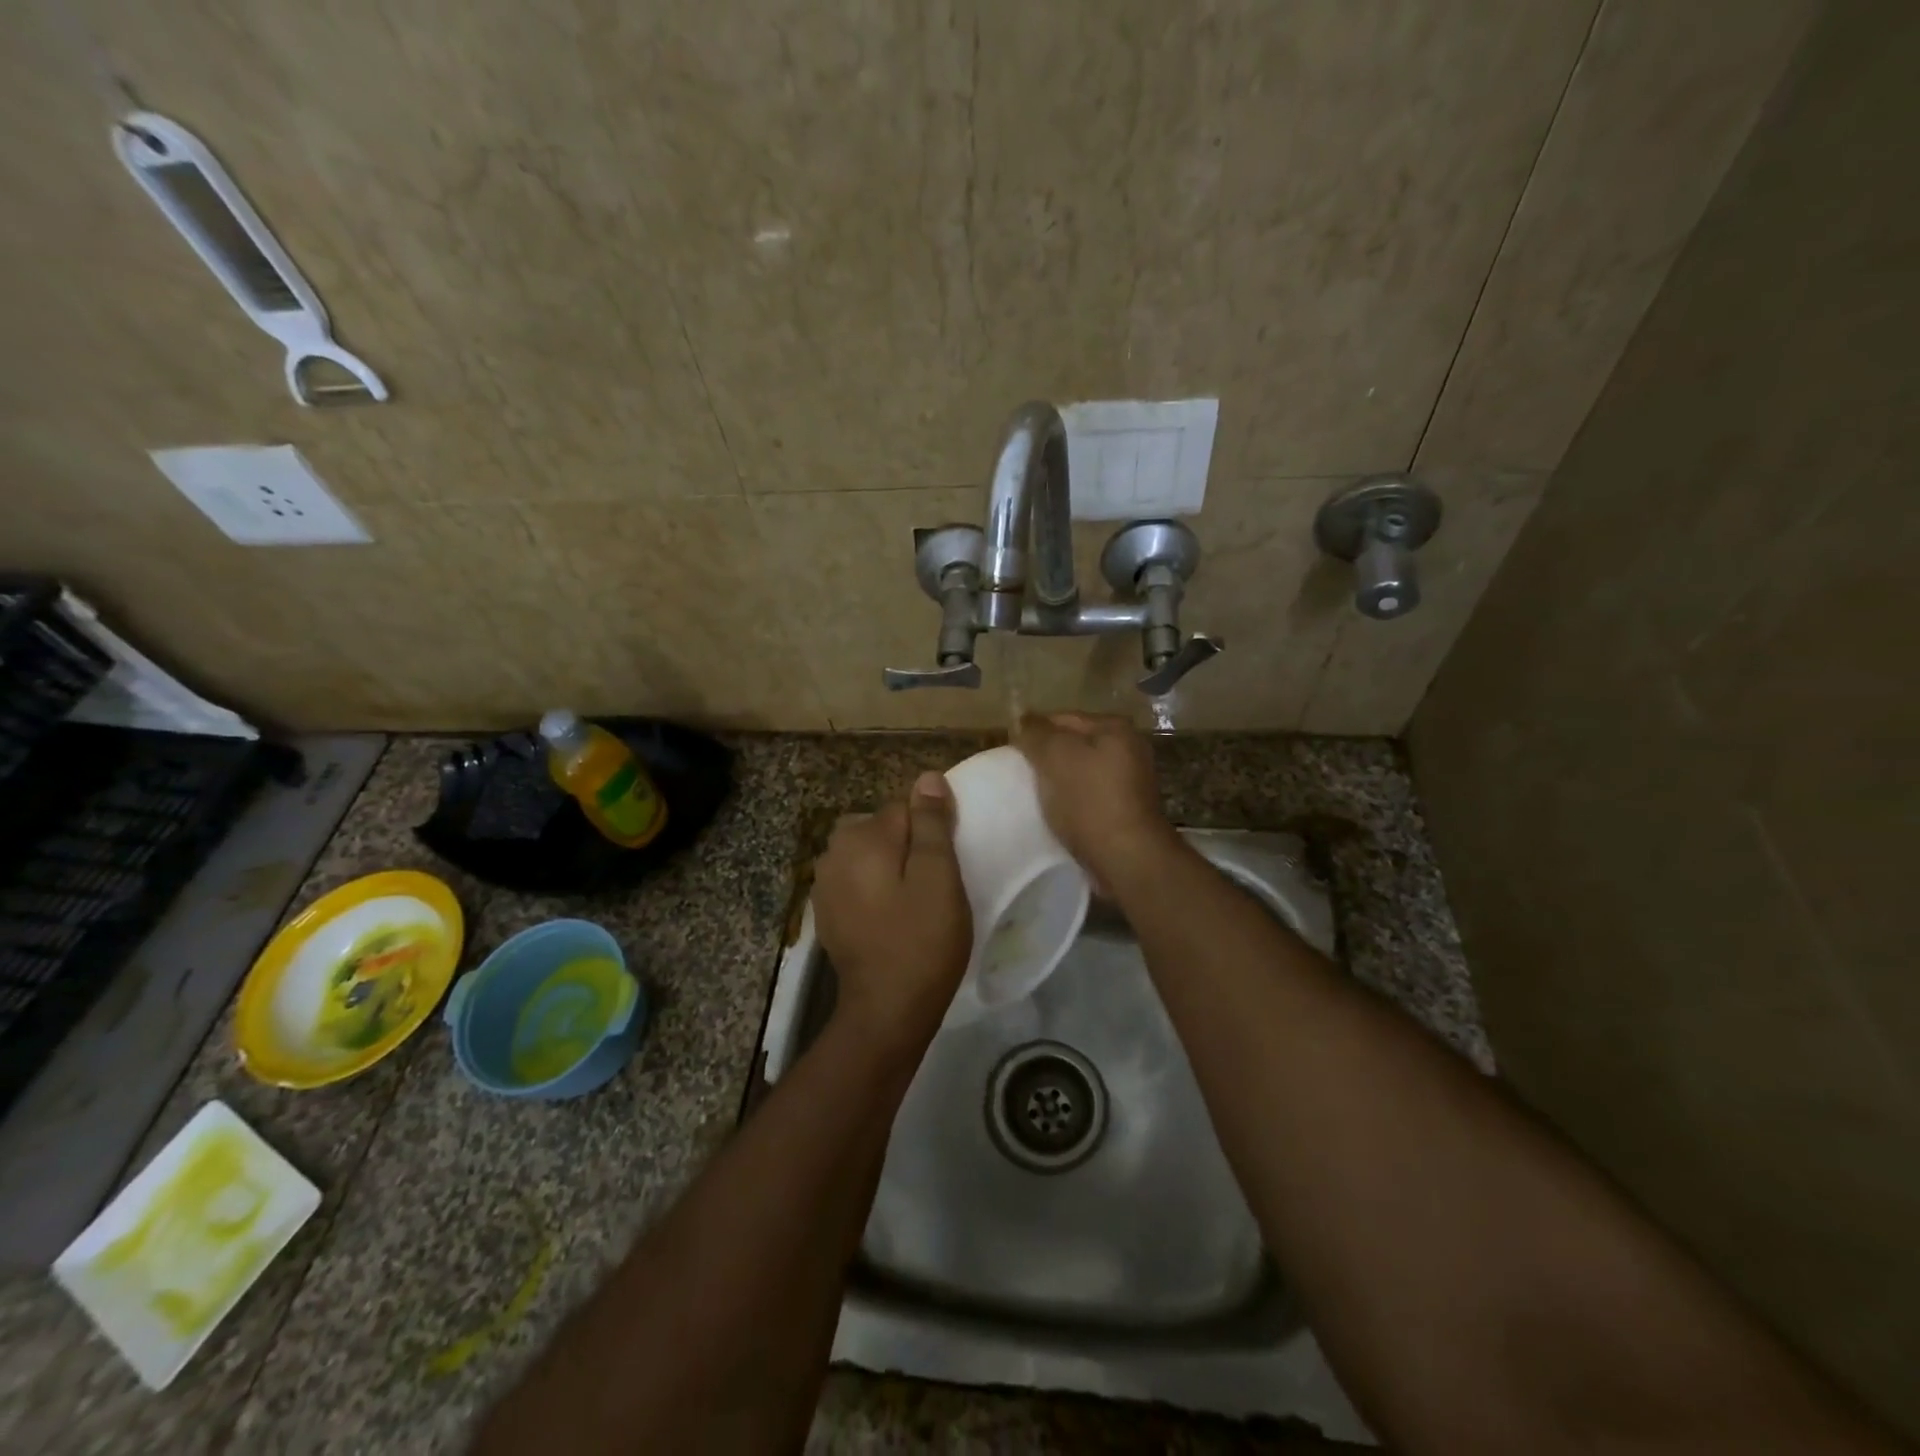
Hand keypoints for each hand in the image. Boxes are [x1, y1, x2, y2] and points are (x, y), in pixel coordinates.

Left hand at [812, 772, 971, 1049]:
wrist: (885, 1010)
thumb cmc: (921, 940)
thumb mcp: (939, 877)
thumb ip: (932, 824)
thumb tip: (927, 778)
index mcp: (862, 836)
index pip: (905, 808)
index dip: (932, 832)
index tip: (947, 865)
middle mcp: (834, 850)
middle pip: (884, 830)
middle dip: (910, 848)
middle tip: (935, 888)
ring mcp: (825, 883)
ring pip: (871, 856)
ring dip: (892, 869)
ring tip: (916, 904)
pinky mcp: (826, 911)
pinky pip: (858, 882)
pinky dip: (876, 890)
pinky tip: (892, 918)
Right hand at [1013, 713, 1178, 890]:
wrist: (1125, 857)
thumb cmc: (1089, 800)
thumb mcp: (1055, 756)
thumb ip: (1035, 732)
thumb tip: (1022, 717)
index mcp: (1114, 727)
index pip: (1062, 718)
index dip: (1033, 732)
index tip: (1011, 753)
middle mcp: (1128, 748)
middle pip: (1073, 745)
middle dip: (1046, 757)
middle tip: (1019, 774)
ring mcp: (1130, 780)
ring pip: (1080, 771)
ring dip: (1058, 781)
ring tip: (1034, 795)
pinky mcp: (1126, 809)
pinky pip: (1088, 795)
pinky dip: (1071, 800)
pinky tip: (1055, 813)